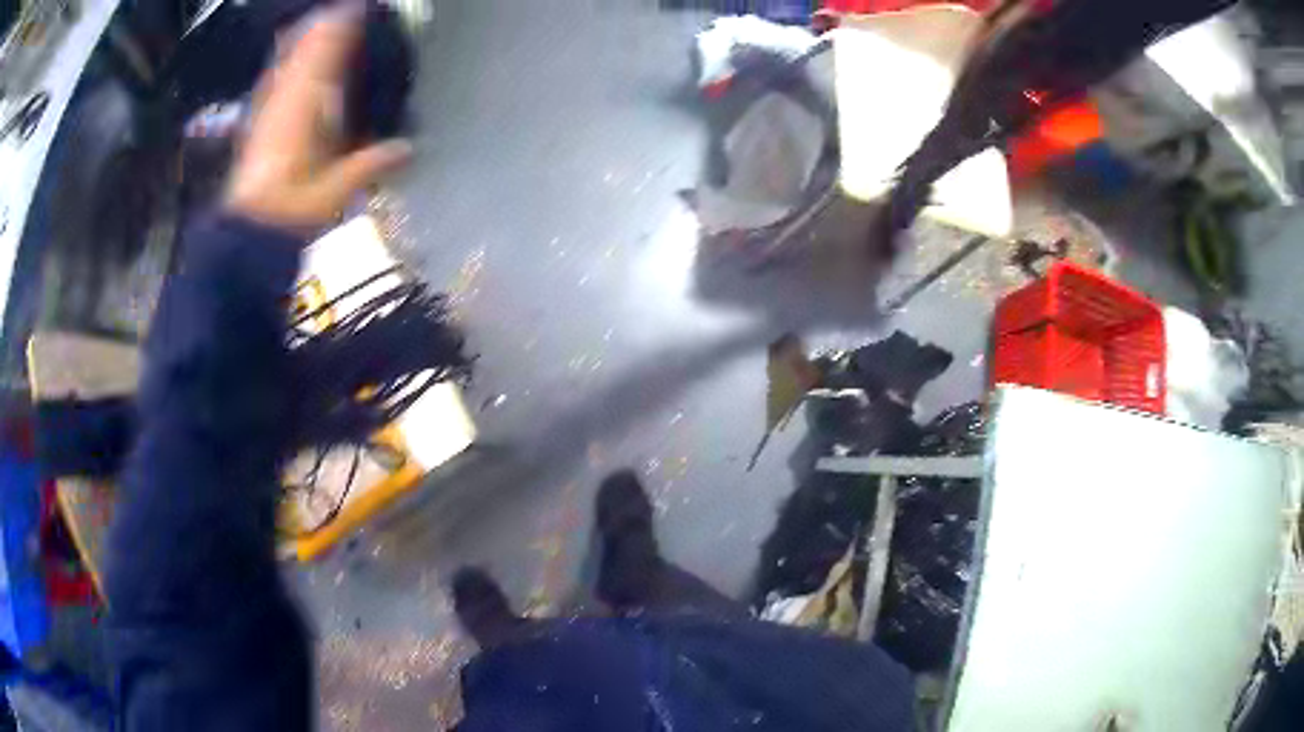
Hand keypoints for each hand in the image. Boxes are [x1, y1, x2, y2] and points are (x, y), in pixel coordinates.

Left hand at [225, 7, 412, 231]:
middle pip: (304, 49)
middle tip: (342, 13)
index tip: (358, 8)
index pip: (327, 52)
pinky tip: (288, 66)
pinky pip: (271, 84)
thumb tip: (409, 149)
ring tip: (319, 27)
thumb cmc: (293, 208)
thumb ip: (372, 163)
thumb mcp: (338, 188)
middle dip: (323, 28)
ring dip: (303, 43)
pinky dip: (284, 67)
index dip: (343, 27)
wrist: (248, 233)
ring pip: (285, 63)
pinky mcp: (256, 125)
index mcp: (307, 103)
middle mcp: (285, 97)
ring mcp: (267, 110)